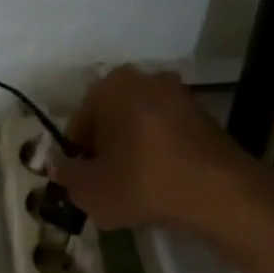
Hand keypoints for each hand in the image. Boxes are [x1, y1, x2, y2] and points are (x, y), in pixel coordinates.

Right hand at [53, 65, 273, 237]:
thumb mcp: (87, 189)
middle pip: (108, 121)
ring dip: (130, 151)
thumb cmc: (141, 184)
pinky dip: (156, 153)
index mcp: (109, 87)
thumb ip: (64, 173)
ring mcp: (178, 93)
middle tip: (104, 184)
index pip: (78, 124)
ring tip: (131, 187)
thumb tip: (55, 164)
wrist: (217, 193)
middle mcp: (143, 79)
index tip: (82, 182)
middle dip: (103, 150)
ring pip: (137, 126)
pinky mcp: (202, 114)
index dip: (76, 157)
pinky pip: (164, 133)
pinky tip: (157, 182)